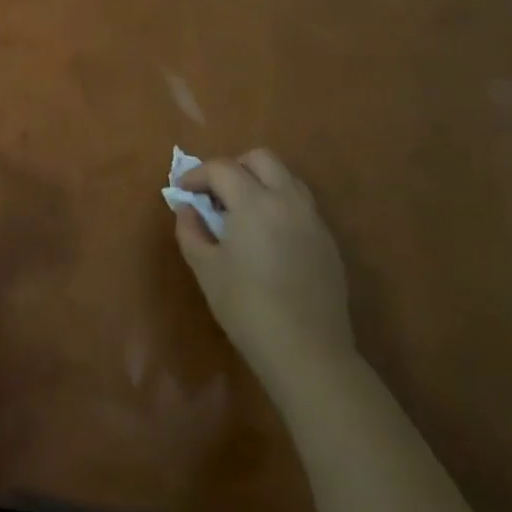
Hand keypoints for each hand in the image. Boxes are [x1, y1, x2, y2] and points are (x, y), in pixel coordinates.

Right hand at [171, 149, 353, 386]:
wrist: (307, 352)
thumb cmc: (246, 307)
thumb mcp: (205, 268)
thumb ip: (191, 230)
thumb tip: (189, 209)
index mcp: (254, 203)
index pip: (222, 168)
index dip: (196, 174)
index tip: (183, 191)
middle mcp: (288, 201)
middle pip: (262, 159)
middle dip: (234, 167)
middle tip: (216, 194)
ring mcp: (313, 221)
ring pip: (287, 179)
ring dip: (260, 183)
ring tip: (241, 212)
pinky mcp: (328, 242)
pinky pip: (301, 205)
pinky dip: (279, 205)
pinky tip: (266, 238)